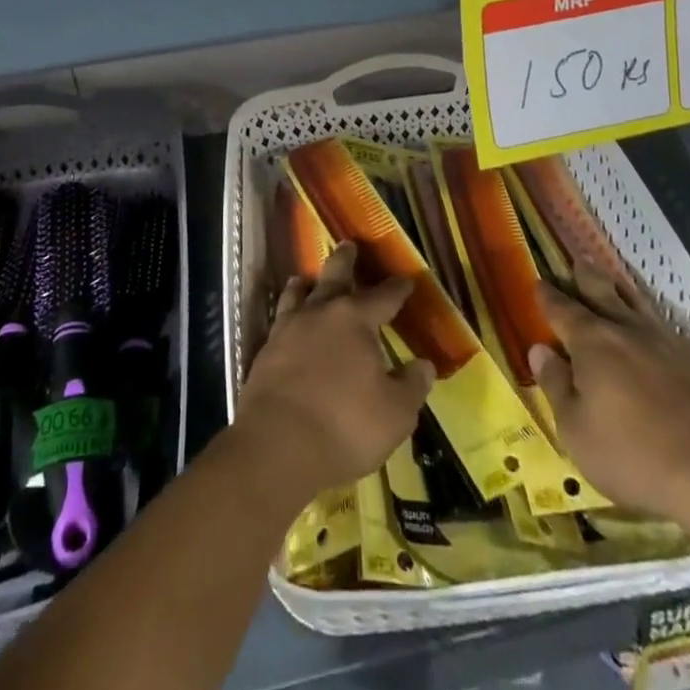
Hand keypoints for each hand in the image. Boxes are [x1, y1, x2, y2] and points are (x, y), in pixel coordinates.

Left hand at [233, 242, 435, 502]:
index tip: (407, 279)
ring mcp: (289, 328)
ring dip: (308, 283)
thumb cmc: (345, 426)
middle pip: (335, 276)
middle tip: (349, 244)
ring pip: (299, 292)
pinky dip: (287, 311)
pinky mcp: (266, 350)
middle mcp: (322, 313)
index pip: (384, 296)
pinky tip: (287, 319)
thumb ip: (411, 386)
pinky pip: (280, 318)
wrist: (277, 444)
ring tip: (307, 278)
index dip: (398, 288)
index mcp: (356, 320)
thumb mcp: (395, 414)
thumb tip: (423, 364)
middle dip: (345, 260)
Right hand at [529, 259, 689, 521]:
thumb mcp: (575, 428)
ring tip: (614, 282)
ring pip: (637, 304)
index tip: (538, 283)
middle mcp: (625, 330)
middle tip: (578, 261)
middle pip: (601, 293)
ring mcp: (664, 343)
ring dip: (621, 290)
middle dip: (586, 277)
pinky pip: (666, 328)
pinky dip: (653, 320)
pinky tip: (656, 328)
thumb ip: (555, 385)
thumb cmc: (630, 453)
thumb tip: (539, 349)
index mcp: (591, 341)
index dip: (547, 296)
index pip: (561, 309)